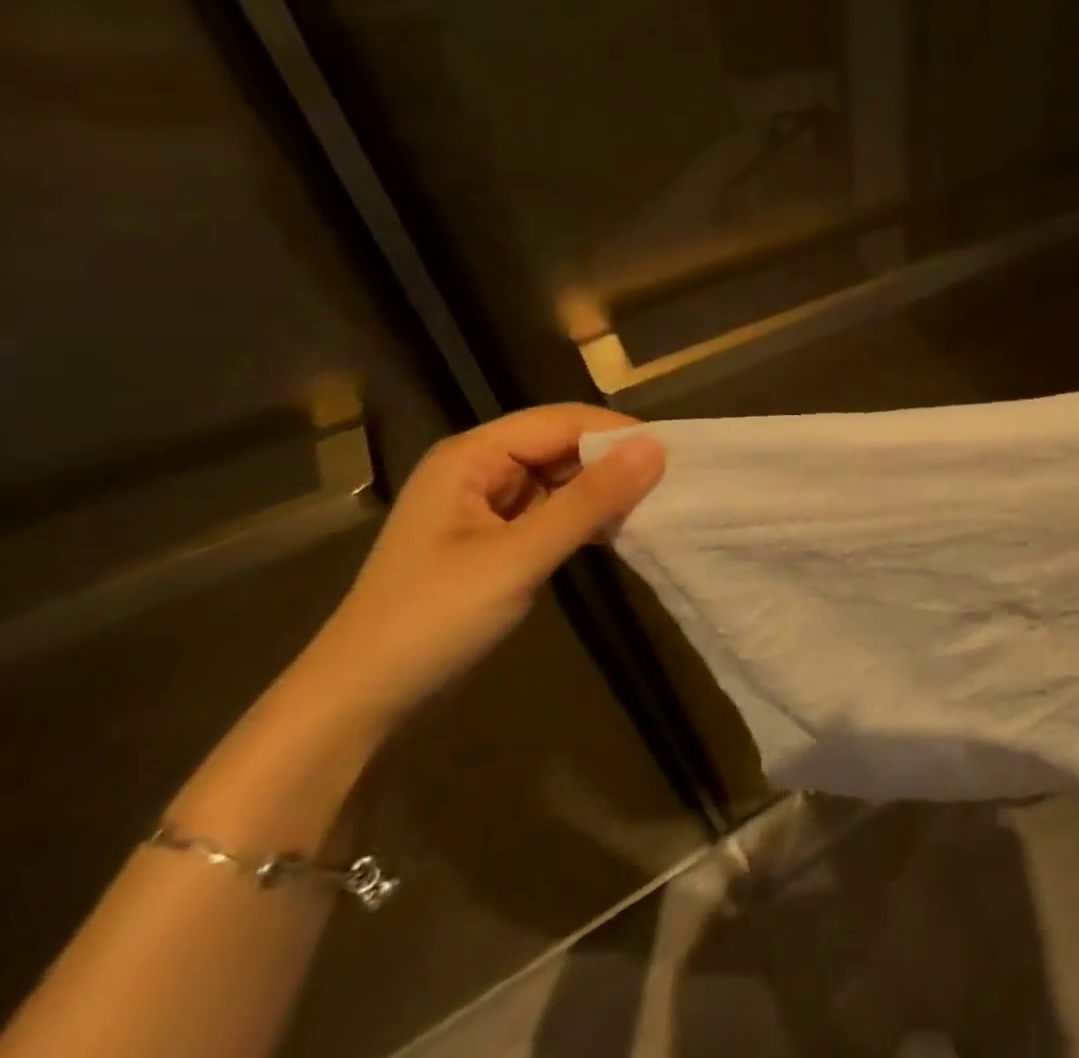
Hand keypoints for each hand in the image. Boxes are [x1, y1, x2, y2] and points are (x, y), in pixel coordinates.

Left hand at [288, 405, 665, 731]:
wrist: (359, 703)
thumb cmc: (432, 619)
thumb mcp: (519, 557)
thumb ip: (590, 500)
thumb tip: (656, 448)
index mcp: (472, 456)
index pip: (562, 421)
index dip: (618, 432)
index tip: (674, 455)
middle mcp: (479, 468)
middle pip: (563, 445)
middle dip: (614, 461)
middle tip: (671, 484)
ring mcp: (486, 505)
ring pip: (562, 478)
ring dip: (603, 491)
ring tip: (655, 507)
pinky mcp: (496, 538)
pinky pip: (553, 510)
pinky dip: (586, 518)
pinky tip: (619, 532)